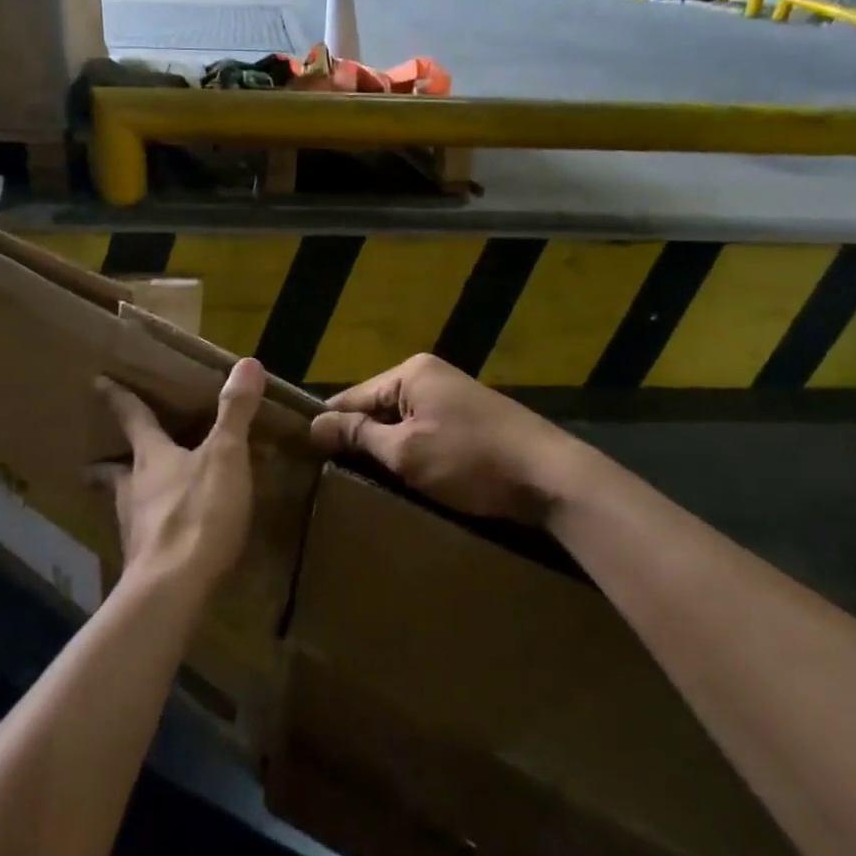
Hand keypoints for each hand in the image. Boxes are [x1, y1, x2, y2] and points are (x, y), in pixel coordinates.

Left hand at [93, 358, 265, 594]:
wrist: (173, 588)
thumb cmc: (198, 513)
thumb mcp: (225, 456)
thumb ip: (234, 412)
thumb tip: (248, 362)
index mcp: (152, 458)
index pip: (133, 419)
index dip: (119, 398)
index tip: (98, 383)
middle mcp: (135, 490)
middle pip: (115, 471)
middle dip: (108, 464)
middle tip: (96, 462)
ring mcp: (136, 529)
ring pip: (126, 504)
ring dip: (127, 497)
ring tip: (132, 498)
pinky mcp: (145, 562)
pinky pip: (145, 537)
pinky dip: (150, 531)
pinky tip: (161, 538)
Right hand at [308, 354, 579, 522]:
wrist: (551, 476)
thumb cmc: (471, 460)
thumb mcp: (406, 452)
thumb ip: (360, 436)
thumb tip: (315, 424)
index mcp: (412, 372)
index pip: (353, 396)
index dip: (331, 426)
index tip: (305, 456)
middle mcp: (431, 376)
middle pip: (378, 409)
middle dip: (361, 441)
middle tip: (333, 477)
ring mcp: (454, 398)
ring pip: (402, 425)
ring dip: (388, 451)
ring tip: (364, 483)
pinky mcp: (471, 421)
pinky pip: (426, 433)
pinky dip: (414, 454)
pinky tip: (406, 480)